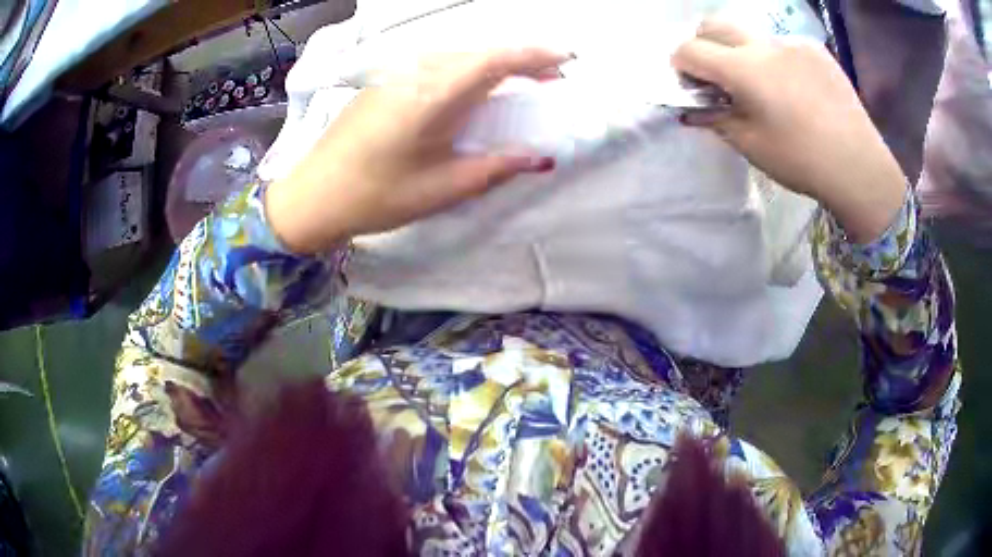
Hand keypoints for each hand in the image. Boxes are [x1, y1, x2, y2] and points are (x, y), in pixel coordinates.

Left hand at [265, 49, 568, 253]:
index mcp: (434, 95)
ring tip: (518, 83)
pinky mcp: (385, 82)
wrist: (313, 195)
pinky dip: (465, 70)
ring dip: (492, 64)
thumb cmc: (377, 196)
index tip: (567, 58)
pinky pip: (435, 65)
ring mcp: (396, 74)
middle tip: (549, 78)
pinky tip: (471, 89)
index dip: (536, 55)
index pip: (496, 60)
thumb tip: (539, 157)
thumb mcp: (443, 189)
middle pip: (479, 53)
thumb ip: (495, 168)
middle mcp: (416, 73)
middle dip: (520, 59)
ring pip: (457, 56)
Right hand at [672, 21, 907, 242]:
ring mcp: (792, 42)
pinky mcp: (815, 49)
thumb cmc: (802, 161)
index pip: (691, 49)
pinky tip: (794, 87)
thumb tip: (692, 110)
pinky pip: (782, 44)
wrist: (859, 167)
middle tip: (716, 76)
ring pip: (750, 34)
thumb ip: (716, 119)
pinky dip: (775, 59)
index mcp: (744, 69)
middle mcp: (764, 45)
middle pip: (714, 24)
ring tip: (764, 86)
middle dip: (704, 45)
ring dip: (742, 52)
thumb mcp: (751, 146)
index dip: (681, 66)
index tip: (690, 85)